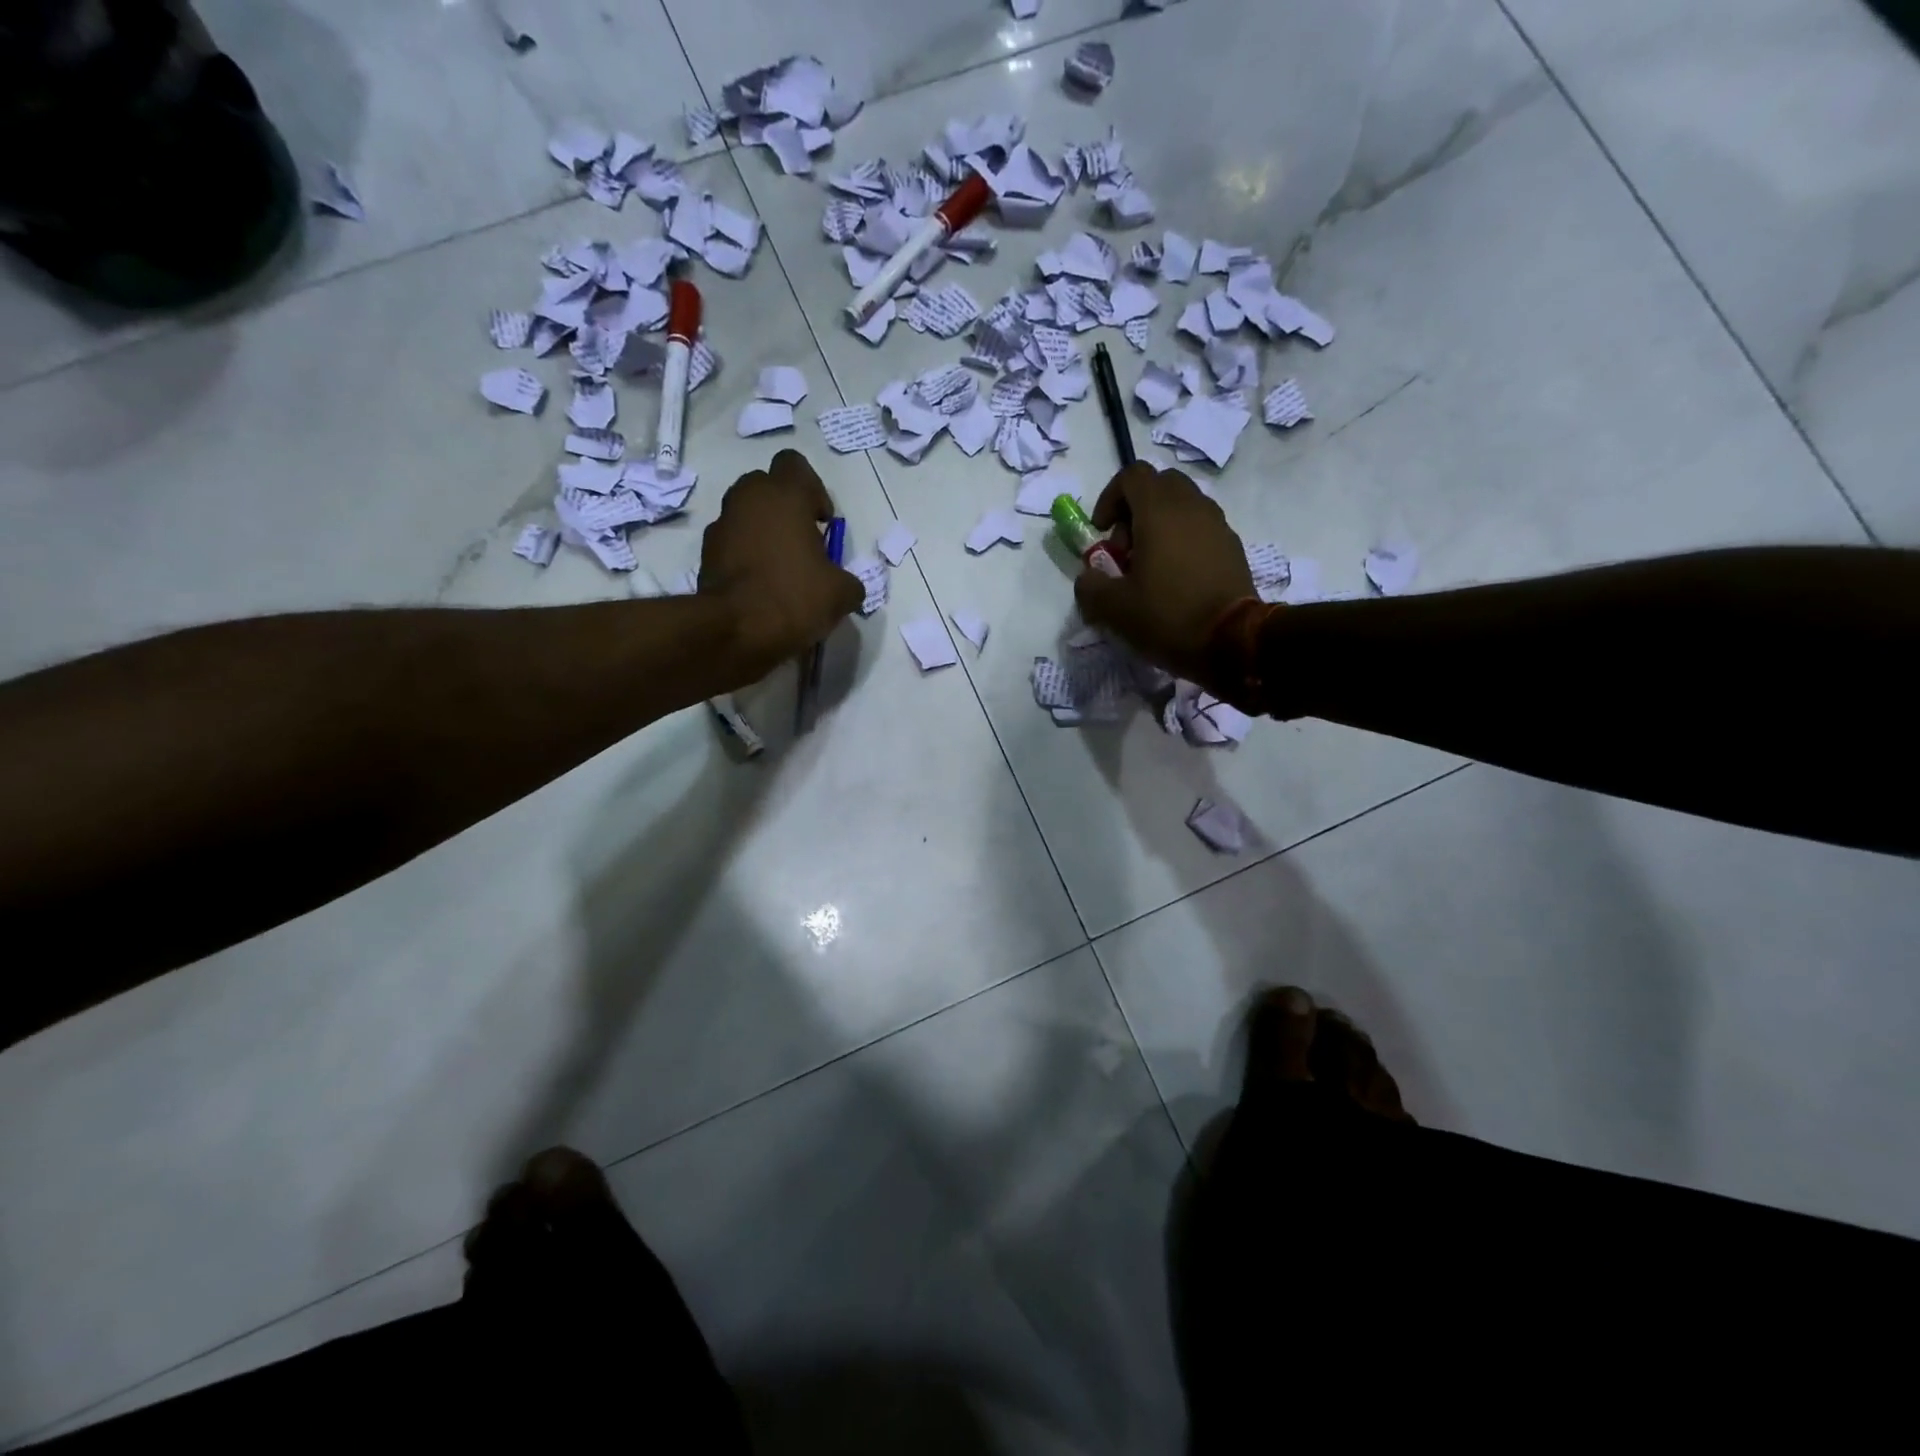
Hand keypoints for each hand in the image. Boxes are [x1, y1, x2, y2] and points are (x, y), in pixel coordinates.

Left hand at [700, 450, 862, 677]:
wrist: (735, 630)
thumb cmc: (794, 597)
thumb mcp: (841, 594)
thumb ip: (849, 581)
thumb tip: (847, 587)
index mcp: (784, 495)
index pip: (795, 464)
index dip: (813, 490)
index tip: (822, 523)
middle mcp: (747, 499)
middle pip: (766, 486)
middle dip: (784, 509)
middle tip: (803, 543)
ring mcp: (722, 526)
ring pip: (746, 516)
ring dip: (763, 533)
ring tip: (782, 569)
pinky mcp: (705, 555)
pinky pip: (732, 545)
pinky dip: (745, 558)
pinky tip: (761, 588)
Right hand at [1074, 463, 1253, 687]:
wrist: (1233, 641)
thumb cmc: (1168, 616)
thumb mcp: (1114, 609)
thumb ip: (1090, 586)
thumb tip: (1088, 577)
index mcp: (1159, 512)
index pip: (1132, 475)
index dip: (1110, 497)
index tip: (1102, 531)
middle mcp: (1192, 507)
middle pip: (1159, 485)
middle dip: (1135, 510)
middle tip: (1125, 549)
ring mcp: (1217, 525)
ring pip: (1183, 506)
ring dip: (1160, 526)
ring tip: (1150, 567)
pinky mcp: (1232, 546)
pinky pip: (1200, 528)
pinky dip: (1182, 541)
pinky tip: (1176, 579)